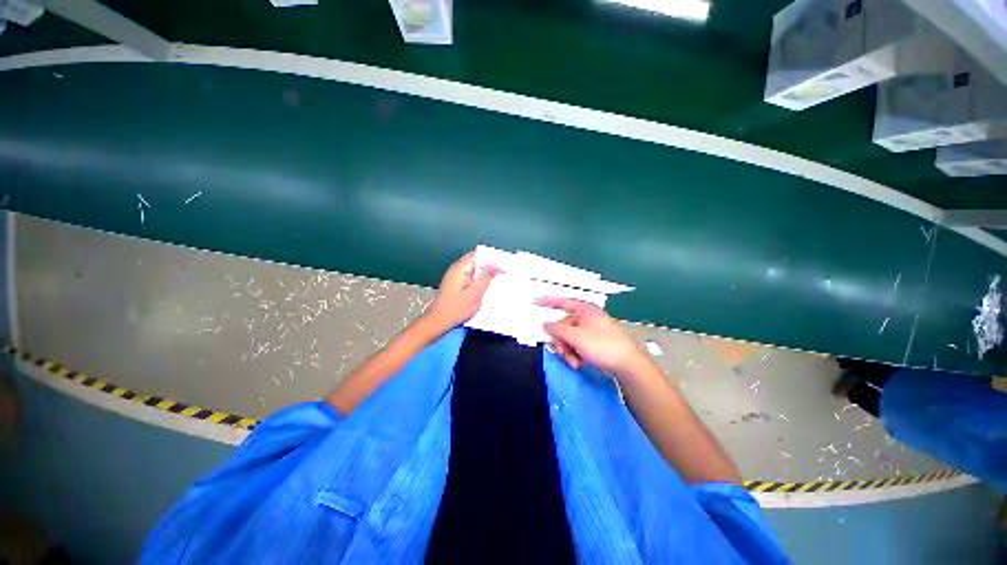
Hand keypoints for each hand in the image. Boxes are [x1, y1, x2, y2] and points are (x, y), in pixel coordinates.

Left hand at [423, 251, 497, 334]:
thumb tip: (494, 266)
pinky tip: (482, 287)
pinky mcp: (454, 282)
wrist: (438, 321)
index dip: (492, 258)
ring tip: (492, 281)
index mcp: (460, 268)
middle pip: (476, 260)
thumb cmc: (454, 310)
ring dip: (483, 272)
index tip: (502, 264)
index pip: (479, 255)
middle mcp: (456, 269)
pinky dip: (477, 278)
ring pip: (473, 267)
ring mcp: (454, 275)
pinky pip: (469, 274)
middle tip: (500, 272)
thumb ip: (485, 278)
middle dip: (488, 265)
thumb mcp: (475, 294)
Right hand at [537, 297, 647, 376]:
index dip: (548, 302)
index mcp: (585, 310)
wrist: (627, 365)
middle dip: (562, 342)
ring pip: (568, 338)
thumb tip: (546, 324)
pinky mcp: (593, 342)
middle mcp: (587, 318)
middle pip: (563, 326)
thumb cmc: (604, 346)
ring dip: (568, 351)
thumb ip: (558, 329)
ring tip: (575, 361)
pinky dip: (575, 354)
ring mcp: (590, 331)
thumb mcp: (577, 337)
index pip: (562, 302)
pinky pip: (576, 345)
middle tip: (564, 352)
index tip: (536, 301)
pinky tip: (580, 363)